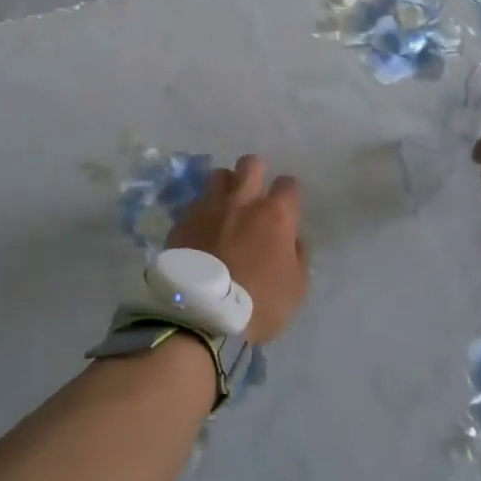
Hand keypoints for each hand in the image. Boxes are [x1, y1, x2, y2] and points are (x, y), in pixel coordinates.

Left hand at [168, 155, 307, 343]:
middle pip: (250, 164)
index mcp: (275, 214)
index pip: (288, 184)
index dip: (289, 193)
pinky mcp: (182, 221)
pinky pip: (196, 203)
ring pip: (218, 175)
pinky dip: (203, 210)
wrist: (201, 316)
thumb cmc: (258, 304)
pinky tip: (203, 227)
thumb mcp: (296, 287)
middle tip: (255, 192)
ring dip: (226, 185)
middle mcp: (242, 201)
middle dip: (256, 172)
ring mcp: (209, 208)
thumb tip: (292, 239)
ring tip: (226, 205)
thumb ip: (297, 255)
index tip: (287, 206)